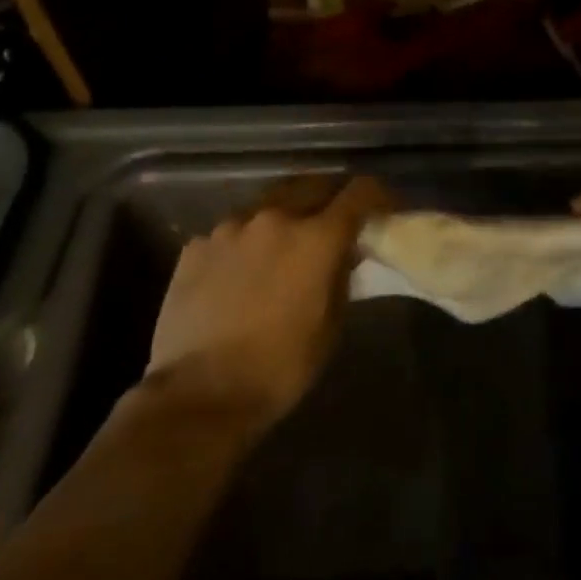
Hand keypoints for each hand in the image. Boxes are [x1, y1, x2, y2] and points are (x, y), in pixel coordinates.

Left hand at [145, 176, 389, 433]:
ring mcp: (229, 228)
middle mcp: (274, 219)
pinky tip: (242, 272)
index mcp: (316, 238)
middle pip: (313, 184)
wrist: (198, 395)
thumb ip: (341, 276)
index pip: (360, 192)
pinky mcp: (196, 246)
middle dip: (331, 197)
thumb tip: (344, 253)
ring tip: (285, 247)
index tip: (385, 209)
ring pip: (269, 204)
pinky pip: (233, 231)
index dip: (378, 196)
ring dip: (285, 217)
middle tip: (336, 222)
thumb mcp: (330, 324)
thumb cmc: (279, 367)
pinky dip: (247, 242)